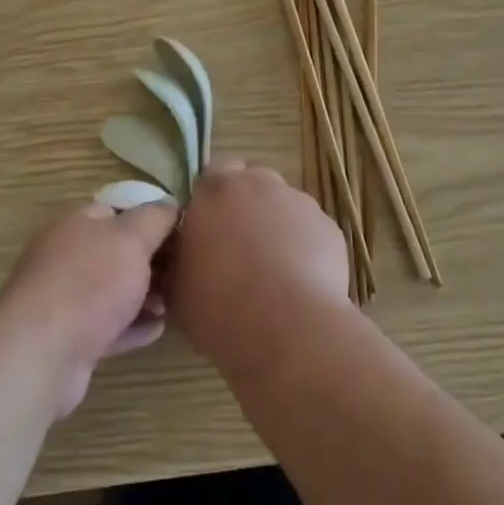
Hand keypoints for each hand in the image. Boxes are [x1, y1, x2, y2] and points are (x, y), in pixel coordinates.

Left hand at [0, 198, 177, 416]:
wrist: (41, 353)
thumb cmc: (90, 282)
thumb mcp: (131, 238)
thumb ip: (155, 218)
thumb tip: (171, 204)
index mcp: (78, 224)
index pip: (117, 209)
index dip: (149, 217)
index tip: (181, 231)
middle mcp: (68, 256)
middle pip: (116, 252)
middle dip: (151, 260)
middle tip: (184, 270)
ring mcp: (66, 299)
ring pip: (113, 291)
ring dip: (144, 296)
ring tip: (174, 302)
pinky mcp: (71, 338)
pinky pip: (109, 327)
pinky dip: (133, 327)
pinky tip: (158, 329)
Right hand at [163, 159, 351, 379]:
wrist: (288, 328)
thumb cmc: (219, 306)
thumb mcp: (176, 288)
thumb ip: (178, 258)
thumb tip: (181, 254)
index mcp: (213, 191)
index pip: (210, 176)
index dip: (209, 201)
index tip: (207, 230)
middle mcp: (257, 184)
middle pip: (250, 182)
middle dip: (244, 205)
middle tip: (238, 245)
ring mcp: (297, 201)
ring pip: (282, 204)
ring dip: (275, 224)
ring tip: (273, 269)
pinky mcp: (328, 226)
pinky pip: (310, 230)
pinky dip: (304, 246)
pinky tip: (300, 281)